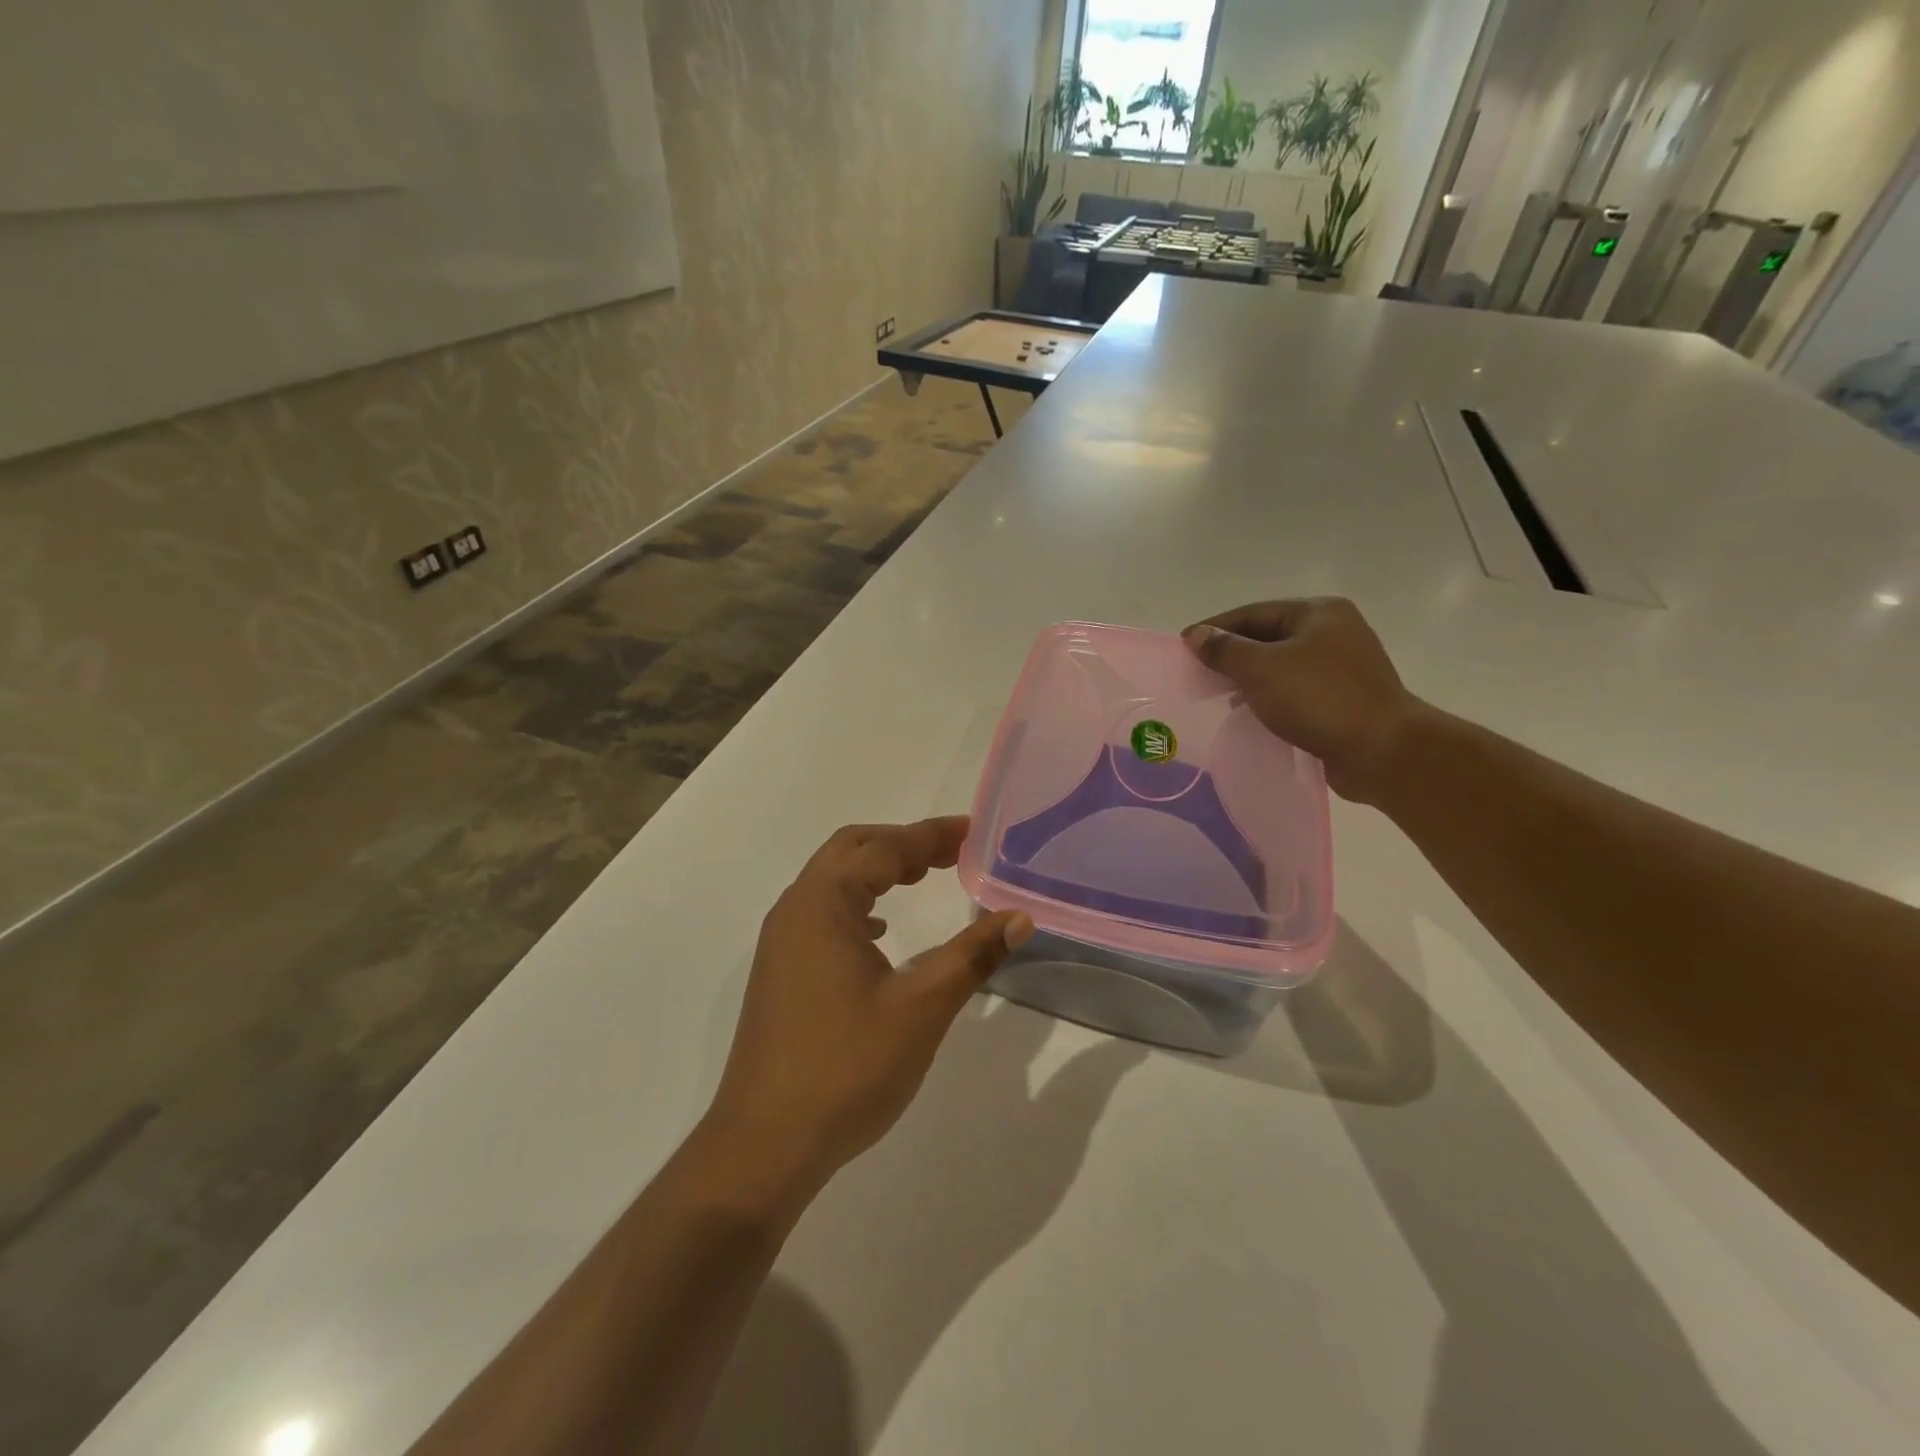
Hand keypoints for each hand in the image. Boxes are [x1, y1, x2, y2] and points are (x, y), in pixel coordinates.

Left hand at [703, 817, 1033, 1204]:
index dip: (930, 835)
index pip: (884, 848)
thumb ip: (971, 955)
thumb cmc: (846, 1068)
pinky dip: (858, 902)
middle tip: (952, 852)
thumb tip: (1018, 917)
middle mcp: (795, 909)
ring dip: (878, 870)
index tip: (972, 831)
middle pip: (851, 850)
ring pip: (833, 880)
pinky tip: (881, 931)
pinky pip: (822, 912)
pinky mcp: (781, 971)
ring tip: (923, 877)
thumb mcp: (921, 1008)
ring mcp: (782, 942)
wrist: (765, 1145)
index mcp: (823, 904)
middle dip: (903, 843)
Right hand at [1182, 597, 1423, 802]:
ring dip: (1248, 678)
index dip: (1215, 628)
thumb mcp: (1261, 669)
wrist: (1381, 750)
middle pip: (1267, 637)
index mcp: (1318, 613)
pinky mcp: (1343, 698)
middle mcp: (1334, 632)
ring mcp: (1342, 666)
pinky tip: (1251, 712)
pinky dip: (1269, 696)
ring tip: (1218, 696)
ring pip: (1281, 665)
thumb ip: (1224, 649)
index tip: (1184, 645)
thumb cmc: (1319, 699)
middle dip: (1231, 655)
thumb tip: (1196, 635)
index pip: (1252, 613)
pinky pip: (1295, 690)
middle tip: (1197, 673)